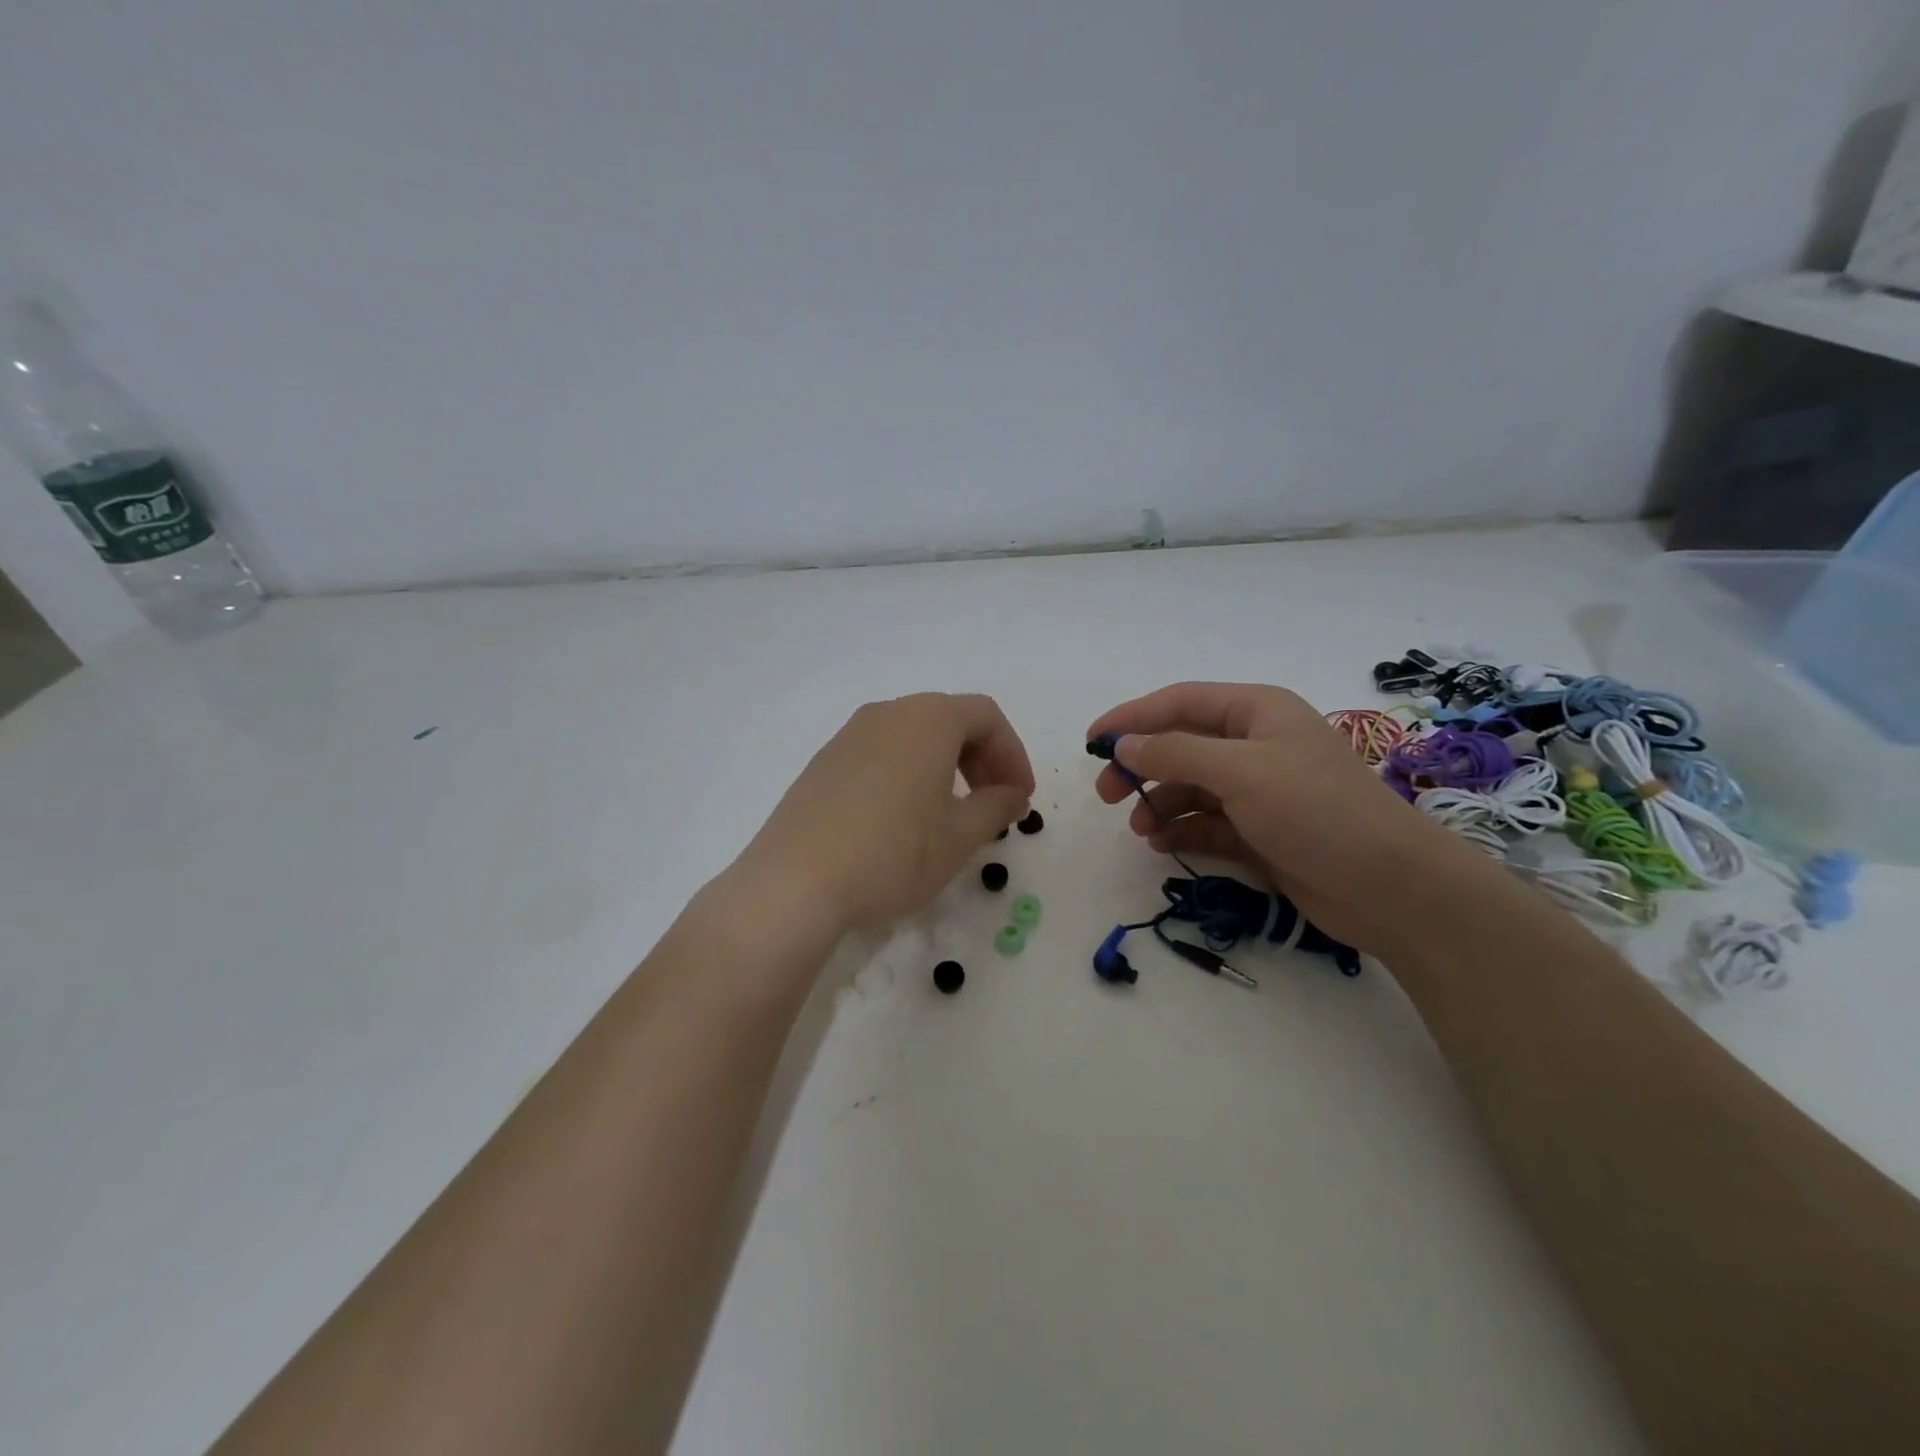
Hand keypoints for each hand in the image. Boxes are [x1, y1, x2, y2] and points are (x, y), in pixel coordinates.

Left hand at [732, 693, 1034, 943]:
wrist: (795, 883)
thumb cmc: (893, 853)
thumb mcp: (959, 837)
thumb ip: (995, 807)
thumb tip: (1011, 794)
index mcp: (927, 719)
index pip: (986, 716)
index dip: (1013, 754)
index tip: (1020, 797)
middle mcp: (887, 713)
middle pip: (949, 720)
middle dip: (981, 758)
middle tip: (994, 803)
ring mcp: (848, 736)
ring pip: (912, 736)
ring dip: (944, 766)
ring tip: (951, 814)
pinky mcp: (823, 763)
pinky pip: (880, 754)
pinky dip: (908, 774)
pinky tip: (903, 820)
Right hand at [1087, 682, 1495, 955]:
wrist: (1389, 887)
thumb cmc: (1315, 811)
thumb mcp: (1240, 771)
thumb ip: (1176, 753)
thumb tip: (1124, 744)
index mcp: (1256, 712)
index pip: (1179, 702)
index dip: (1131, 718)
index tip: (1091, 741)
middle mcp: (1255, 745)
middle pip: (1181, 745)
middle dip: (1142, 766)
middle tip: (1108, 793)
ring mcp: (1259, 790)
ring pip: (1191, 787)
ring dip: (1160, 804)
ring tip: (1141, 829)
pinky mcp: (1260, 832)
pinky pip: (1207, 823)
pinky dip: (1182, 831)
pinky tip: (1163, 845)